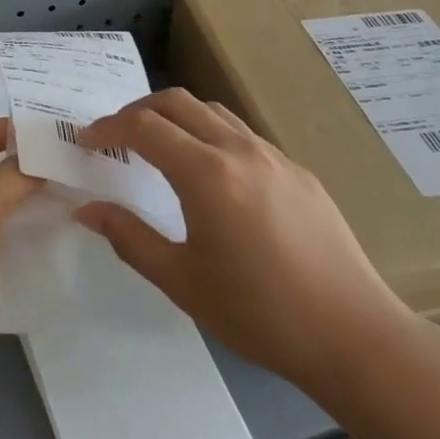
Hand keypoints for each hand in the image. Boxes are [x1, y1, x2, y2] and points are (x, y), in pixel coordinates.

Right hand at [74, 88, 413, 395]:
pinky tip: (211, 175)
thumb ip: (129, 238)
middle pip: (177, 101)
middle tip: (116, 138)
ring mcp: (274, 156)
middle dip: (138, 110)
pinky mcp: (298, 172)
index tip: (86, 142)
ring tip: (158, 147)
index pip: (144, 127)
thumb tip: (88, 210)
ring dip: (176, 117)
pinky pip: (242, 134)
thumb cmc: (259, 314)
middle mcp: (239, 150)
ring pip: (213, 111)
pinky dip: (209, 134)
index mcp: (206, 174)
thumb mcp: (181, 281)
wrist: (354, 336)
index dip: (108, 128)